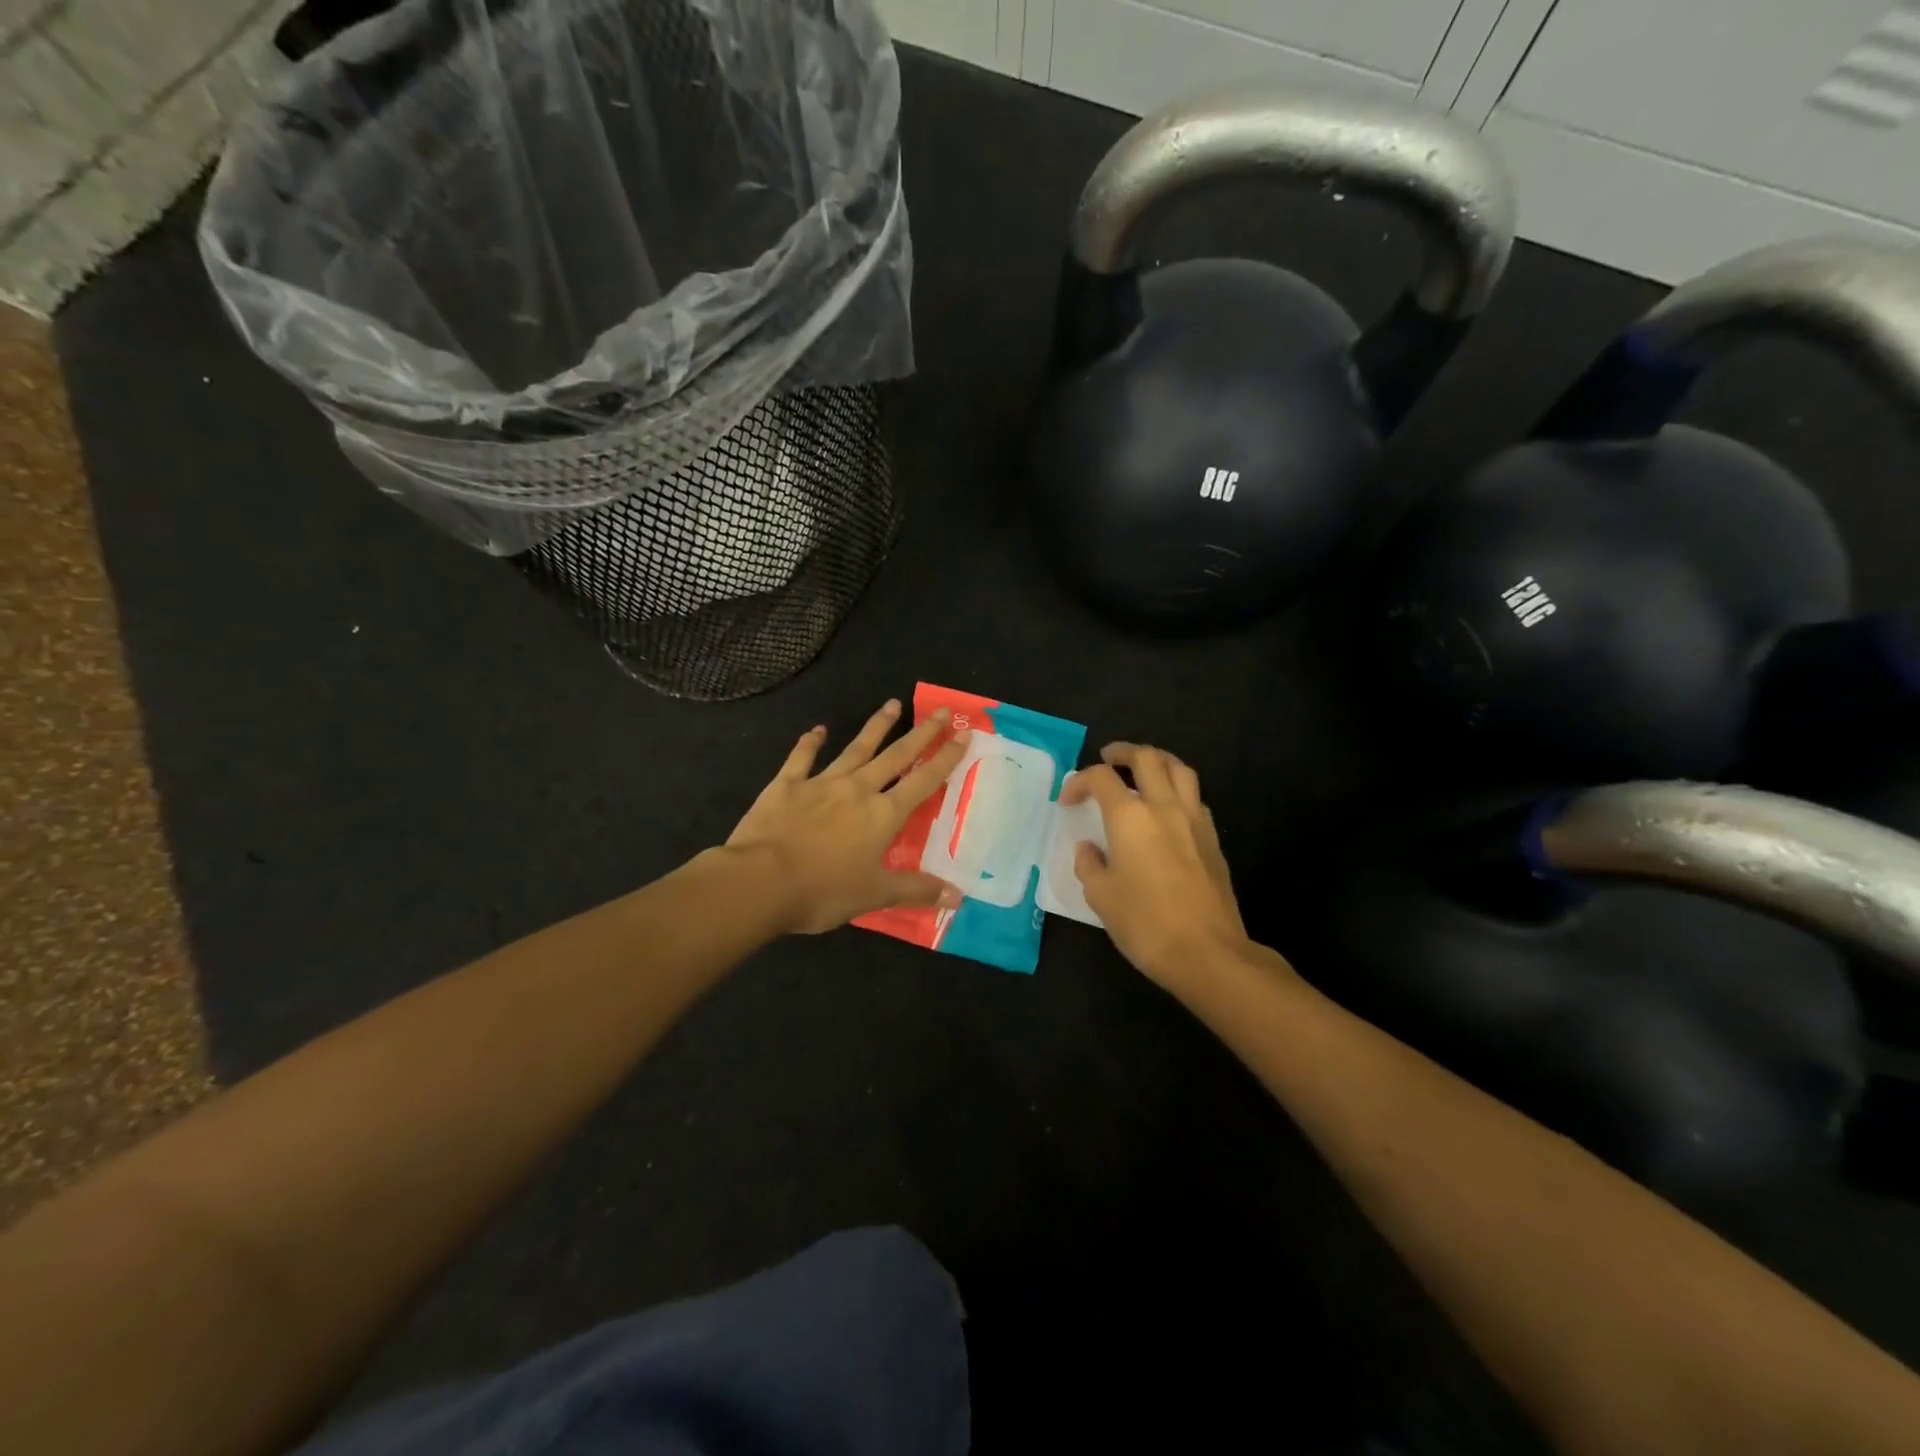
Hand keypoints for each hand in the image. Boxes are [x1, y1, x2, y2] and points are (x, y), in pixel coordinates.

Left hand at [727, 700, 970, 933]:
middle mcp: (858, 790)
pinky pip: (802, 758)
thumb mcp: (875, 896)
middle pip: (896, 756)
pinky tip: (817, 730)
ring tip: (892, 704)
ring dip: (875, 727)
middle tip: (940, 711)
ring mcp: (821, 783)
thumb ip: (917, 891)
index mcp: (883, 815)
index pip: (923, 781)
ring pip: (855, 749)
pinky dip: (810, 742)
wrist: (760, 881)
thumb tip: (959, 897)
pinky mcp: (787, 785)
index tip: (964, 735)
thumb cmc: (823, 891)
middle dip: (921, 734)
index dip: (946, 759)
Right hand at [1061, 743, 1253, 988]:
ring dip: (1157, 761)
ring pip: (1180, 769)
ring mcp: (1194, 820)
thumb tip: (1088, 849)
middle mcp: (1164, 807)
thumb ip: (1089, 865)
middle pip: (1146, 758)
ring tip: (1142, 770)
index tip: (1068, 802)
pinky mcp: (1213, 839)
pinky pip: (1195, 797)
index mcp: (1130, 817)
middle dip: (1122, 752)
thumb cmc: (1145, 924)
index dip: (1078, 782)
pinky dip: (1177, 790)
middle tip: (1107, 759)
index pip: (1101, 778)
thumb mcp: (1101, 897)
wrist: (1208, 952)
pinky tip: (1168, 810)